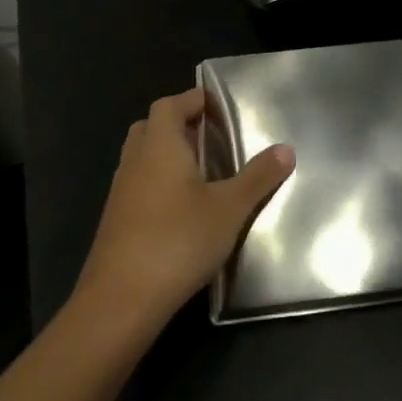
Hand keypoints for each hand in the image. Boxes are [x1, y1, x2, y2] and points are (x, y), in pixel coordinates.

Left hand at [73, 87, 295, 330]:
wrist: (121, 301)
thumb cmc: (178, 240)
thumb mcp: (230, 208)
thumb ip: (258, 177)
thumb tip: (286, 149)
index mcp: (160, 146)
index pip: (169, 105)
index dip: (192, 100)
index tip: (217, 106)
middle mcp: (135, 161)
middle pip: (151, 127)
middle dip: (178, 125)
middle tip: (210, 137)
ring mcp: (120, 192)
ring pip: (142, 158)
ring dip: (167, 155)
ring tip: (202, 171)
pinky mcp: (115, 221)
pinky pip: (138, 185)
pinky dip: (158, 183)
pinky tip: (182, 209)